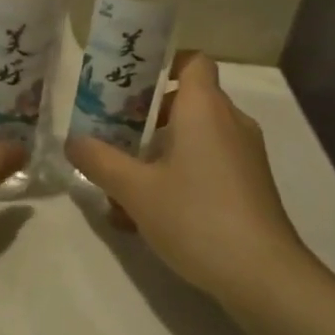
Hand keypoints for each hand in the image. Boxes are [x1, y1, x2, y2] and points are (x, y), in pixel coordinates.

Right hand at [66, 54, 313, 307]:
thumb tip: (73, 141)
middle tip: (115, 136)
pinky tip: (151, 213)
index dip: (165, 63)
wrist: (261, 273)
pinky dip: (182, 174)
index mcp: (205, 108)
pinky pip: (210, 163)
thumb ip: (100, 160)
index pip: (193, 61)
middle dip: (148, 116)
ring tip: (124, 184)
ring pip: (197, 137)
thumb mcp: (136, 190)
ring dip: (161, 151)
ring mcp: (245, 154)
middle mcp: (230, 122)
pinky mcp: (251, 184)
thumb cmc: (195, 217)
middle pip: (189, 101)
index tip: (132, 84)